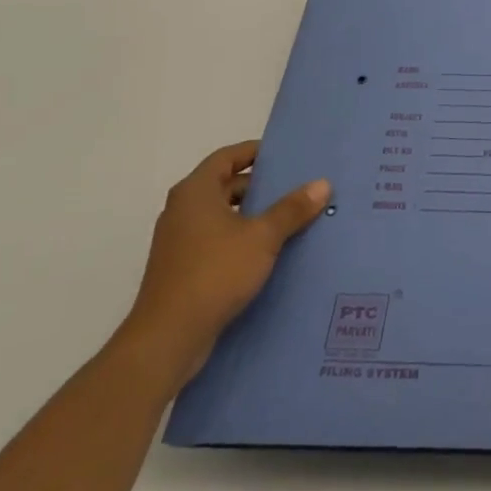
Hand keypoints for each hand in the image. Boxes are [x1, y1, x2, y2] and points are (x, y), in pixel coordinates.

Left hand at [118, 142, 330, 388]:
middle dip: (261, 186)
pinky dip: (242, 239)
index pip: (227, 157)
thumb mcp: (262, 237)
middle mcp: (182, 210)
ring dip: (253, 215)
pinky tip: (270, 251)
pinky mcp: (183, 269)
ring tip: (291, 218)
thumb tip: (322, 183)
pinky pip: (218, 241)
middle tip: (298, 187)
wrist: (168, 338)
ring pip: (223, 216)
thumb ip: (292, 209)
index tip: (286, 156)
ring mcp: (180, 241)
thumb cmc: (214, 273)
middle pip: (226, 186)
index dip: (255, 152)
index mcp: (195, 192)